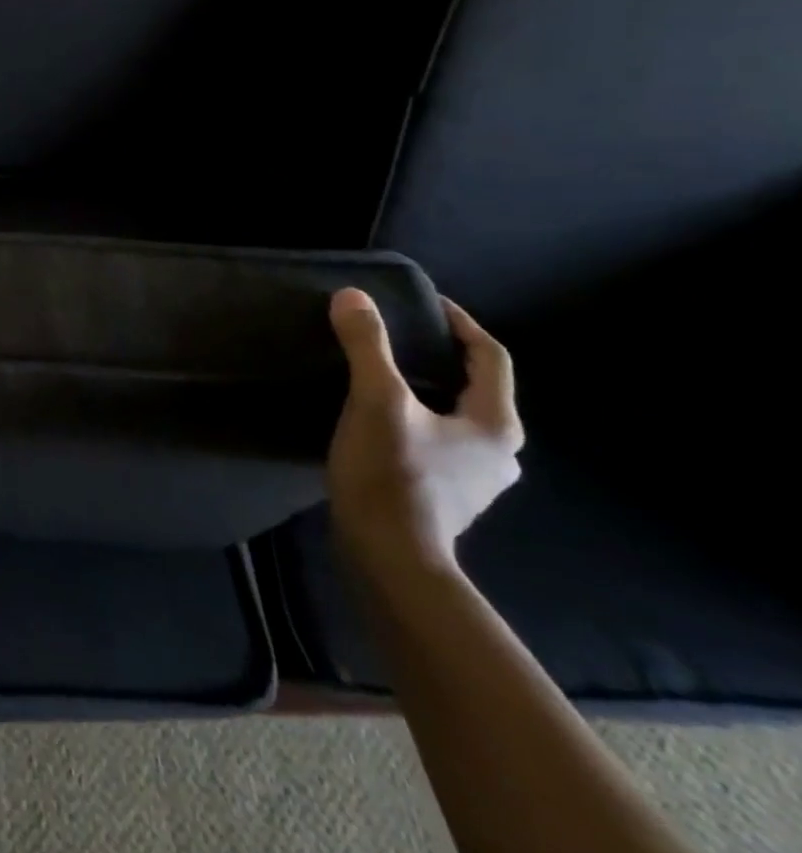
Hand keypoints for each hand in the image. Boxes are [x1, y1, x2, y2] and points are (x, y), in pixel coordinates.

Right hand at [326, 288, 523, 578]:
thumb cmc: (392, 474)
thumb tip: (353, 296)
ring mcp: (477, 478)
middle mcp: (500, 451)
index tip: (425, 303)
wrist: (390, 556)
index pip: (490, 357)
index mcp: (496, 424)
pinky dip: (418, 420)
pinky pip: (439, 441)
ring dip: (428, 391)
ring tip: (384, 376)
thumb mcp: (376, 401)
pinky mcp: (449, 496)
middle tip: (398, 337)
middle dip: (441, 358)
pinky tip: (383, 422)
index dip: (460, 323)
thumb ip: (367, 347)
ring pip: (457, 417)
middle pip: (476, 388)